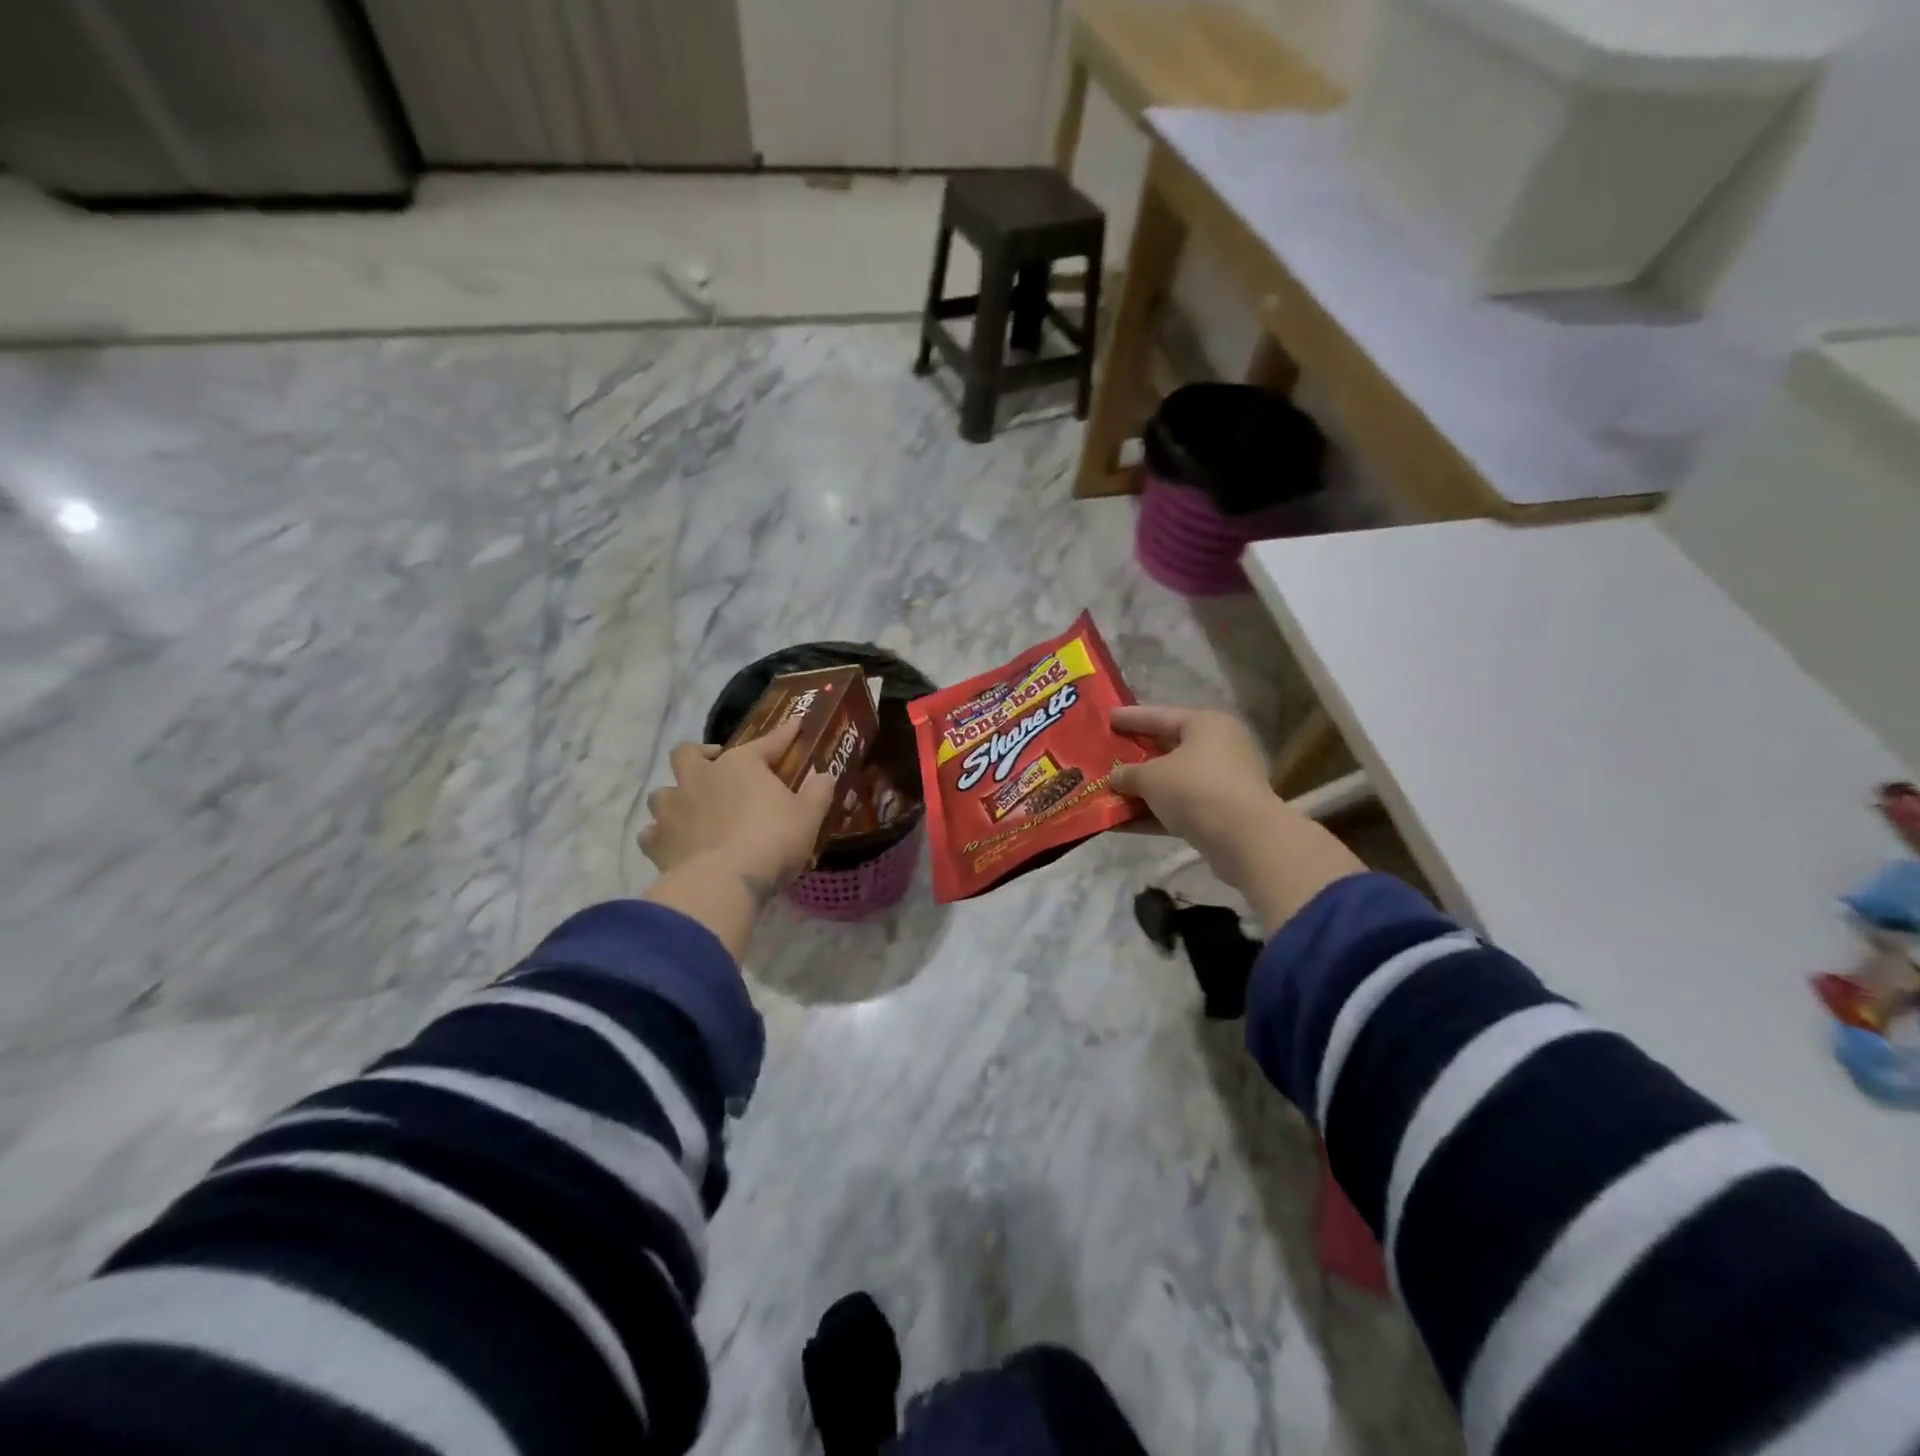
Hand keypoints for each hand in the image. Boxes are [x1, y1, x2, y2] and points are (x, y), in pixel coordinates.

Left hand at [639, 718, 837, 895]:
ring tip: (692, 809)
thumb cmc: (772, 840)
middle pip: (687, 753)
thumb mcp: (808, 816)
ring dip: (676, 797)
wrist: (723, 882)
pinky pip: (652, 833)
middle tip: (716, 766)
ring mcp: (672, 809)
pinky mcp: (656, 842)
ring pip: (662, 792)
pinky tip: (675, 843)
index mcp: (739, 765)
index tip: (795, 724)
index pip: (767, 742)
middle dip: (700, 755)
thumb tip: (824, 775)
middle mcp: (699, 778)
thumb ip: (818, 792)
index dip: (784, 734)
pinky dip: (661, 835)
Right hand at [1110, 705, 1365, 932]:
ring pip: (1171, 782)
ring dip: (1140, 790)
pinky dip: (1152, 813)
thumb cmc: (1195, 789)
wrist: (1245, 839)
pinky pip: (1179, 807)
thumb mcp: (1151, 777)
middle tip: (1105, 756)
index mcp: (1205, 725)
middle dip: (1134, 758)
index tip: (1107, 718)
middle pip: (1166, 749)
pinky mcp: (1220, 814)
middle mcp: (1218, 748)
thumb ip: (1128, 774)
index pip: (1159, 716)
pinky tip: (1120, 823)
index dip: (1130, 718)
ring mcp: (1222, 782)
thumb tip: (1115, 777)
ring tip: (1106, 793)